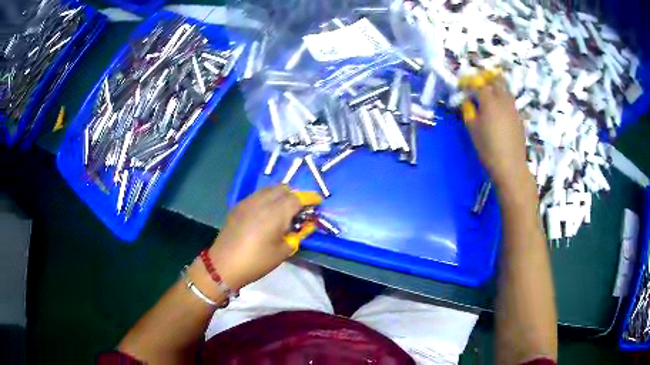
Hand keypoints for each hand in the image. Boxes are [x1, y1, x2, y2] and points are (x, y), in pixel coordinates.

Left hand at [207, 185, 320, 289]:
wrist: (224, 264)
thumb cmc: (257, 261)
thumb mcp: (283, 251)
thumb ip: (298, 235)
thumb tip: (307, 225)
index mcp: (276, 213)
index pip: (298, 198)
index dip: (310, 198)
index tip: (318, 202)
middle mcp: (263, 201)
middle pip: (284, 188)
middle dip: (296, 195)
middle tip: (300, 209)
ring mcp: (248, 201)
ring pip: (270, 189)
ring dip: (281, 195)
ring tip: (284, 210)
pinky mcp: (239, 205)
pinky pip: (258, 195)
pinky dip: (268, 198)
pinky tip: (267, 212)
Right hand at [463, 75, 530, 190]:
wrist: (510, 166)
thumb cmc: (488, 149)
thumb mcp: (473, 130)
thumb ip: (469, 113)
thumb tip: (468, 103)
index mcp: (489, 101)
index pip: (479, 85)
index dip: (471, 84)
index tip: (465, 88)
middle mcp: (503, 101)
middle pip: (496, 84)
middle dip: (487, 84)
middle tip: (479, 90)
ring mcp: (513, 109)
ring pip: (505, 92)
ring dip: (497, 92)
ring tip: (491, 100)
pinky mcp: (519, 119)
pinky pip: (511, 104)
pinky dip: (504, 103)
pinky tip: (500, 114)